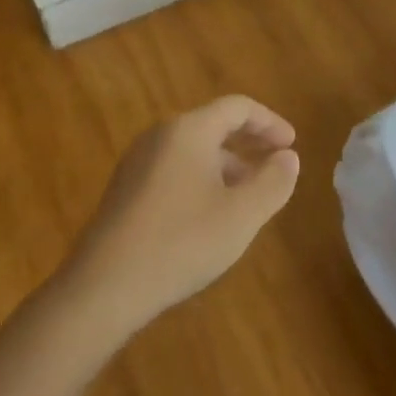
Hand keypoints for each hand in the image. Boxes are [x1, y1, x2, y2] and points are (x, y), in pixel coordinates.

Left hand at [64, 96, 299, 332]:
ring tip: (247, 198)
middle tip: (275, 167)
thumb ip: (272, 182)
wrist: (103, 287)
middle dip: (249, 144)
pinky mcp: (125, 190)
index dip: (270, 122)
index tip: (292, 145)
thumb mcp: (241, 215)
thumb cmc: (181, 242)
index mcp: (189, 130)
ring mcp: (137, 162)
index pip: (237, 107)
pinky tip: (209, 217)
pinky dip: (201, 180)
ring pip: (193, 150)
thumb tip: (288, 157)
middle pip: (213, 125)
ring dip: (226, 166)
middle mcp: (160, 135)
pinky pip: (173, 170)